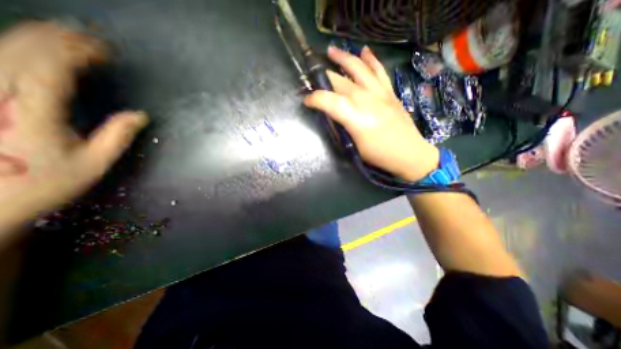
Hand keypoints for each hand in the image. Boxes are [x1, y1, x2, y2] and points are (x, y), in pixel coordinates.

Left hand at [0, 22, 146, 234]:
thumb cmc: (46, 183)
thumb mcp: (94, 163)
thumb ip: (117, 136)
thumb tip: (141, 116)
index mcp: (33, 112)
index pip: (53, 67)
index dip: (80, 53)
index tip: (106, 53)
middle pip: (23, 49)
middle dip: (61, 39)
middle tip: (93, 40)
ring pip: (1, 48)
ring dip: (39, 38)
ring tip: (70, 37)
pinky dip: (17, 48)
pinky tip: (36, 48)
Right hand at [303, 46, 438, 182]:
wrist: (409, 153)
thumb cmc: (379, 155)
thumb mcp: (355, 147)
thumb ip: (343, 129)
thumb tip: (332, 117)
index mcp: (356, 118)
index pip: (329, 101)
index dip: (315, 99)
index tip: (306, 101)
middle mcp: (367, 100)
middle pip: (341, 82)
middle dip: (324, 78)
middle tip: (314, 77)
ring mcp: (380, 93)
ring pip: (359, 69)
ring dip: (344, 58)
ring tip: (332, 51)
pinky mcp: (390, 92)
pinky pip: (379, 71)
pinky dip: (371, 60)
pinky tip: (364, 51)